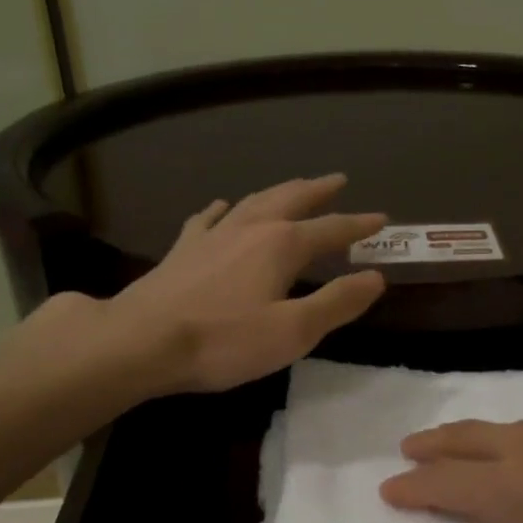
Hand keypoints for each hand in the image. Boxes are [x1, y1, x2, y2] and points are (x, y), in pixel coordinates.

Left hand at [102, 174, 386, 394]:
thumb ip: (338, 302)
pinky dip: (225, 208)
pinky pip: (210, 217)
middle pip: (291, 199)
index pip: (331, 229)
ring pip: (254, 201)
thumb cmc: (224, 340)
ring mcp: (213, 235)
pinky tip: (224, 205)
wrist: (141, 341)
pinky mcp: (184, 249)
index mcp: (282, 245)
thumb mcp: (293, 331)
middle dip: (318, 190)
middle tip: (337, 180)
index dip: (359, 225)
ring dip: (280, 191)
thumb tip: (376, 277)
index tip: (381, 218)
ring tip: (294, 186)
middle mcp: (250, 228)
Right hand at [380, 421, 522, 522]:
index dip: (412, 486)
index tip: (387, 489)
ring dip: (472, 433)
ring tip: (460, 443)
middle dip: (434, 444)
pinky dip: (514, 433)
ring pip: (506, 426)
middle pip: (468, 438)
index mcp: (512, 493)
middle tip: (408, 449)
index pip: (444, 482)